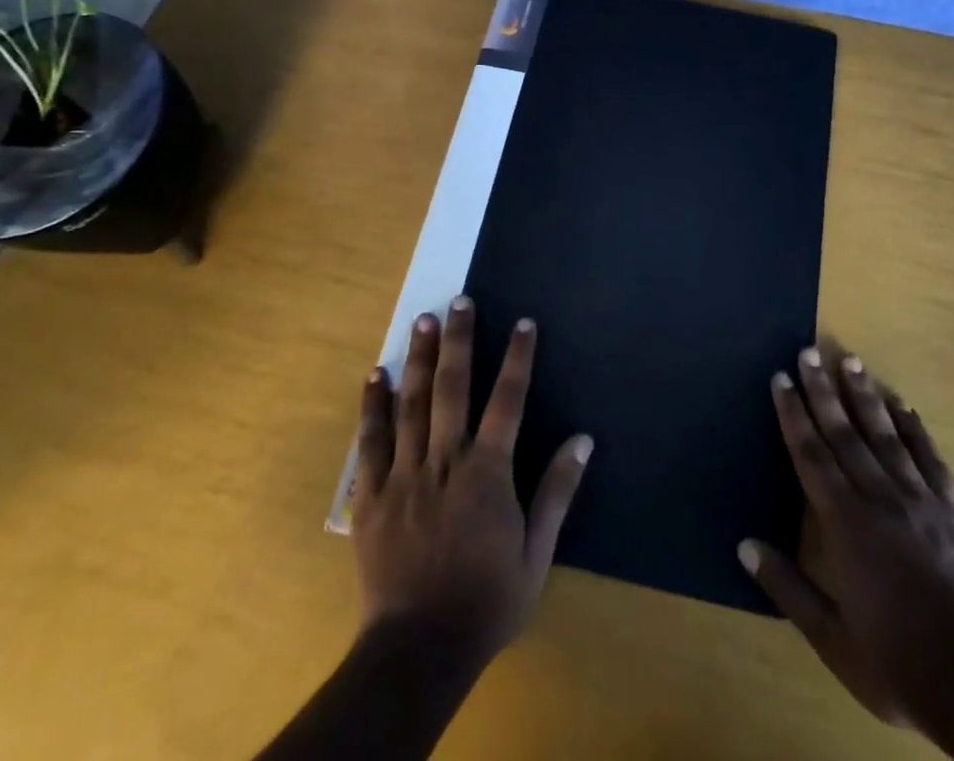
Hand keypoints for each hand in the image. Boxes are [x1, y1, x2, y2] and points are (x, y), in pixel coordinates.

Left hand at [352, 298, 592, 664]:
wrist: (418, 651)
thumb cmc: (486, 601)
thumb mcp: (536, 554)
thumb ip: (557, 491)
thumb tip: (583, 439)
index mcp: (487, 473)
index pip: (508, 401)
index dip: (518, 358)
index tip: (524, 322)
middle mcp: (445, 461)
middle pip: (453, 389)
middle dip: (459, 340)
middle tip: (459, 301)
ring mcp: (404, 475)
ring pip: (411, 405)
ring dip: (419, 359)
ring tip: (423, 319)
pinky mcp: (371, 496)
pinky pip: (370, 442)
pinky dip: (373, 406)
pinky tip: (376, 374)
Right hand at [740, 344, 953, 731]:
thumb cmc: (897, 663)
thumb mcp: (832, 639)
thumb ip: (788, 587)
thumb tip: (744, 544)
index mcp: (845, 525)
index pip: (811, 455)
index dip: (794, 414)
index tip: (781, 378)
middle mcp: (880, 498)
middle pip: (845, 433)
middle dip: (823, 390)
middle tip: (810, 351)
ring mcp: (921, 500)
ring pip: (886, 435)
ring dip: (865, 396)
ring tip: (852, 361)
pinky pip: (930, 458)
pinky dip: (914, 428)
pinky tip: (904, 405)